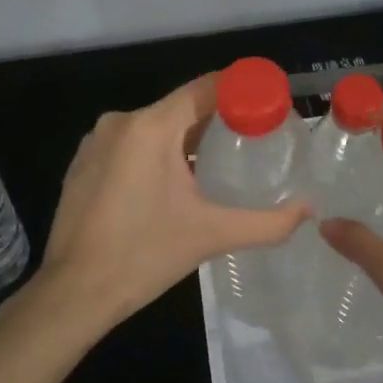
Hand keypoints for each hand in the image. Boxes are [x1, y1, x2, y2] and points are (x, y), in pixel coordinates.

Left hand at [20, 74, 306, 347]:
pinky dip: (156, 153)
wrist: (73, 293)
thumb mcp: (211, 235)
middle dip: (217, 120)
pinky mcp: (83, 163)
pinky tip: (174, 183)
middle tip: (253, 139)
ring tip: (220, 162)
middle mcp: (121, 122)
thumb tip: (309, 211)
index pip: (204, 89)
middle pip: (181, 108)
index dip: (240, 90)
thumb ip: (266, 222)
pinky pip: (130, 144)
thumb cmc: (143, 256)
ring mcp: (96, 141)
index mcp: (150, 127)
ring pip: (154, 127)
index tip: (269, 103)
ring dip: (186, 139)